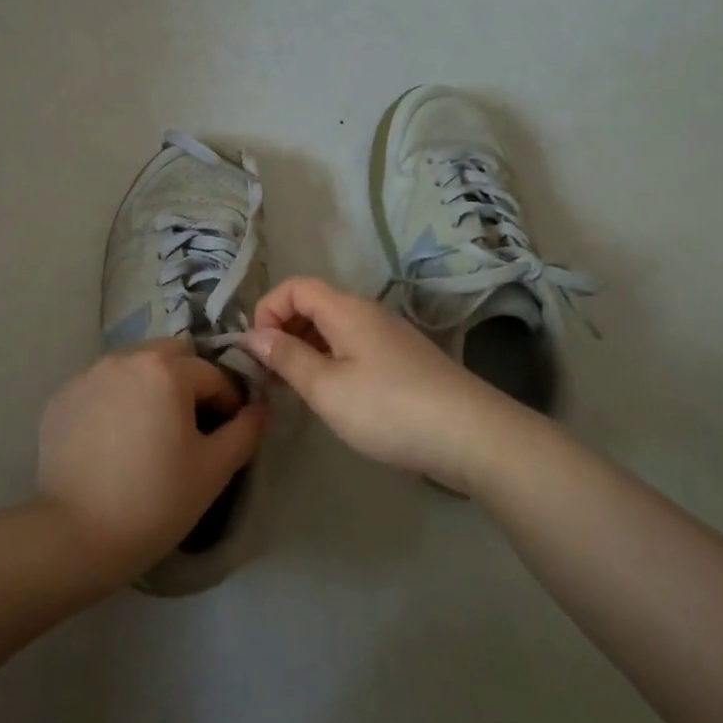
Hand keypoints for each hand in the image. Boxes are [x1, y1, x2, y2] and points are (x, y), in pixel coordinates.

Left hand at [37, 338, 267, 586]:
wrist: (76, 535)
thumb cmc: (156, 499)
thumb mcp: (215, 468)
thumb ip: (245, 430)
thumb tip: (259, 409)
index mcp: (166, 369)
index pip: (213, 374)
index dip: (228, 402)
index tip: (226, 434)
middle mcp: (124, 359)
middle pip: (171, 356)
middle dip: (188, 382)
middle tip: (188, 426)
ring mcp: (87, 376)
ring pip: (133, 366)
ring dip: (151, 385)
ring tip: (150, 430)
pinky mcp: (61, 398)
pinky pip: (102, 386)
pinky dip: (116, 400)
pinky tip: (115, 439)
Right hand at [241, 276, 506, 485]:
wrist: (470, 435)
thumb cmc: (387, 408)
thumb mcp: (325, 387)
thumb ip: (286, 358)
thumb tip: (252, 335)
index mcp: (346, 309)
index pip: (295, 287)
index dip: (267, 310)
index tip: (257, 351)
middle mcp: (368, 313)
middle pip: (314, 306)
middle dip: (283, 333)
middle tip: (270, 377)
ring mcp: (389, 337)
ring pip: (334, 330)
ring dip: (306, 351)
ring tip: (295, 391)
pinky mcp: (403, 361)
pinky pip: (354, 348)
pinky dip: (331, 363)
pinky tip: (332, 398)